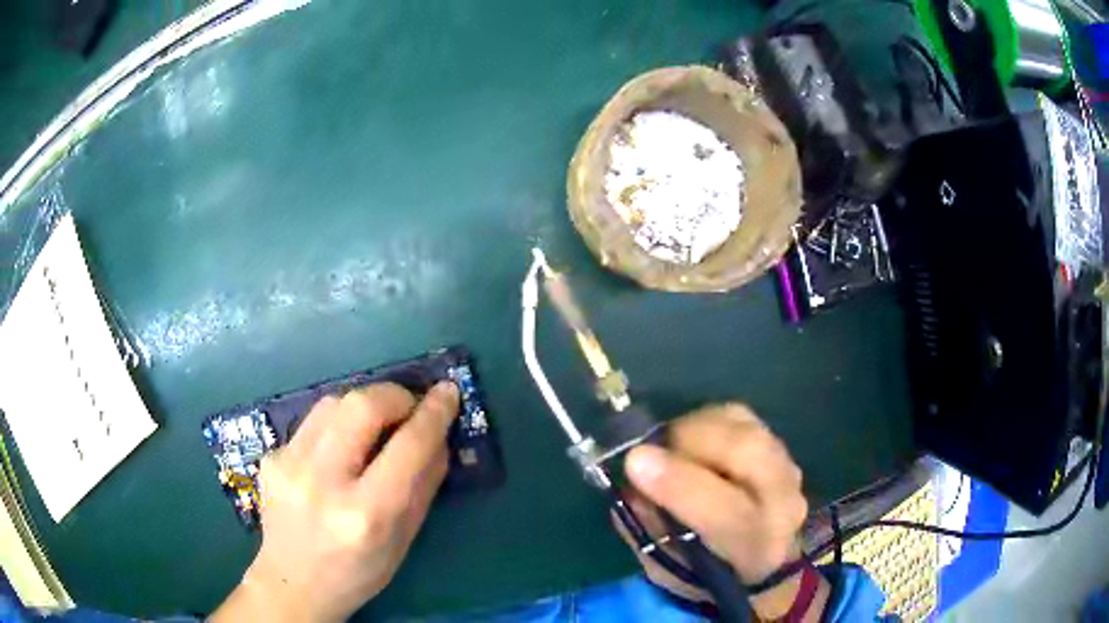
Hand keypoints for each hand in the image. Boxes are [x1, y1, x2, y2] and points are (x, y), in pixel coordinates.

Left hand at [212, 381, 458, 622]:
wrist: (293, 583)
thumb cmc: (359, 572)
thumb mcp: (404, 540)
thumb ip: (424, 484)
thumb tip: (438, 435)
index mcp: (365, 514)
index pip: (408, 446)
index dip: (434, 413)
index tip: (448, 392)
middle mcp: (322, 482)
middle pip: (361, 405)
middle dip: (395, 396)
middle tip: (409, 409)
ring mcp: (288, 465)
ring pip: (332, 402)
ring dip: (363, 405)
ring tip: (375, 427)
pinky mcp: (270, 456)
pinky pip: (312, 422)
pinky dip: (336, 425)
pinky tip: (339, 452)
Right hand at [619, 404, 823, 618]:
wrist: (764, 561)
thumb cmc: (707, 569)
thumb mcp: (668, 568)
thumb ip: (649, 531)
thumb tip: (631, 487)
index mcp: (756, 549)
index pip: (727, 514)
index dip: (680, 485)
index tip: (635, 462)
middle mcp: (784, 504)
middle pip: (748, 453)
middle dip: (691, 440)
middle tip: (650, 449)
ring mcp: (787, 467)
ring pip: (745, 428)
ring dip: (697, 428)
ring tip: (667, 447)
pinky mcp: (777, 443)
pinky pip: (741, 416)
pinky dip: (708, 419)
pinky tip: (689, 438)